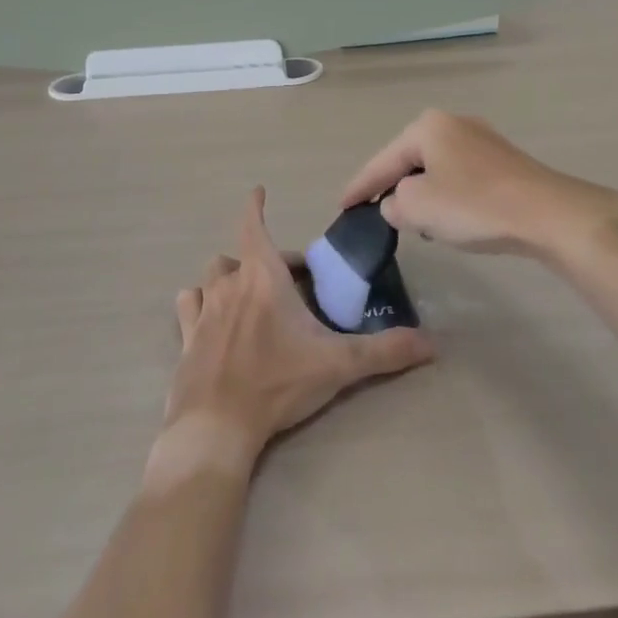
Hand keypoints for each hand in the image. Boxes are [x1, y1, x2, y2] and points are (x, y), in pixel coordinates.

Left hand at [162, 188, 433, 458]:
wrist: (217, 426)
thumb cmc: (278, 383)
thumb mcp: (338, 365)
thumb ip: (385, 351)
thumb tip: (432, 344)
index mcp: (263, 277)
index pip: (255, 226)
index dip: (256, 206)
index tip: (258, 191)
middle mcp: (229, 284)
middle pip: (243, 256)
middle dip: (266, 261)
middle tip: (290, 285)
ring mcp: (203, 310)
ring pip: (213, 276)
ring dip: (231, 278)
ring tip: (250, 297)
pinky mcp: (186, 337)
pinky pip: (190, 305)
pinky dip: (201, 303)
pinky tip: (211, 319)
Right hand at [341, 110, 617, 260]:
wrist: (548, 213)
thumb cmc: (474, 206)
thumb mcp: (418, 207)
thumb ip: (393, 204)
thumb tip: (397, 204)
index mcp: (427, 127)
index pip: (381, 161)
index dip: (359, 186)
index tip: (341, 206)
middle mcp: (453, 123)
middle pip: (408, 160)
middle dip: (391, 186)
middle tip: (372, 212)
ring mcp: (482, 139)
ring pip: (435, 168)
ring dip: (421, 193)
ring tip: (411, 220)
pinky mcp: (503, 161)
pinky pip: (459, 176)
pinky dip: (447, 195)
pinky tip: (448, 217)